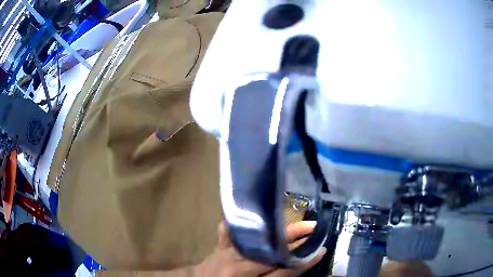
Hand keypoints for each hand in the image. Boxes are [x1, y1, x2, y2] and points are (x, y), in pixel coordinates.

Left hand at [195, 221, 325, 276]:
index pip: (284, 272)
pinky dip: (237, 222)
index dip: (304, 262)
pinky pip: (227, 231)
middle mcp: (239, 266)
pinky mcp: (219, 247)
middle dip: (296, 241)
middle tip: (313, 228)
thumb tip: (293, 268)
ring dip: (279, 231)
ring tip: (296, 222)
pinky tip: (250, 212)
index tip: (321, 251)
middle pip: (273, 252)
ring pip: (258, 239)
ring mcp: (227, 254)